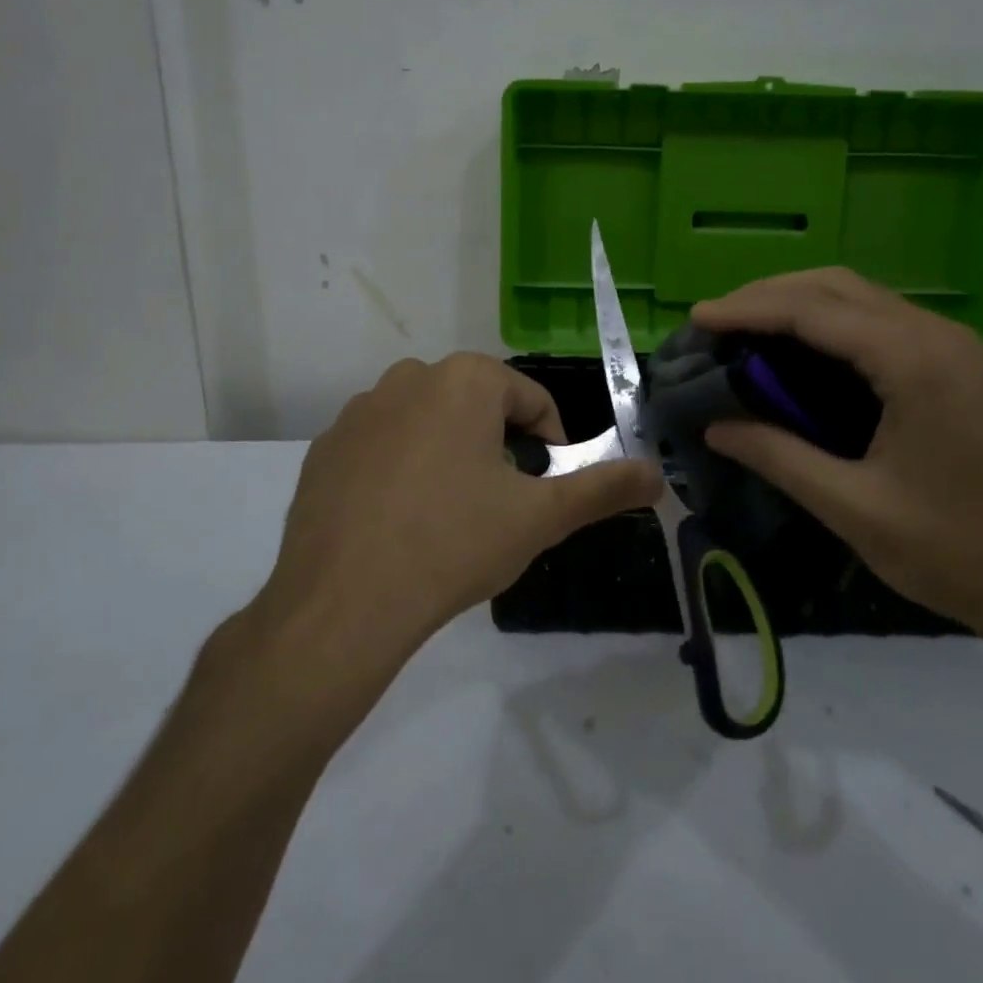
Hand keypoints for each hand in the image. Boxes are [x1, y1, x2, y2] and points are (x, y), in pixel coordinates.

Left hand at [257, 353, 661, 666]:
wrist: (342, 604)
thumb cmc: (453, 544)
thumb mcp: (540, 518)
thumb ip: (603, 489)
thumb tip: (657, 475)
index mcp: (465, 379)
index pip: (530, 398)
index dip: (550, 441)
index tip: (546, 486)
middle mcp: (409, 377)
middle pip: (476, 404)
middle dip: (498, 444)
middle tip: (500, 501)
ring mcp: (359, 410)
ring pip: (427, 420)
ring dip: (449, 451)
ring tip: (450, 512)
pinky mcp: (325, 447)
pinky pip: (381, 444)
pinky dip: (400, 467)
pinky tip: (399, 520)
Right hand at [693, 270, 982, 652]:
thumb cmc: (959, 552)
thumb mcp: (854, 508)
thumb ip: (779, 457)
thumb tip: (715, 427)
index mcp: (912, 360)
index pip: (811, 312)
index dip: (747, 310)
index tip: (696, 318)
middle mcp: (935, 335)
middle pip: (836, 288)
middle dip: (769, 296)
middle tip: (717, 322)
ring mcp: (954, 348)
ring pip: (861, 299)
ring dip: (801, 305)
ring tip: (748, 332)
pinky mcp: (961, 368)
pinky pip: (883, 323)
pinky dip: (833, 325)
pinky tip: (805, 353)